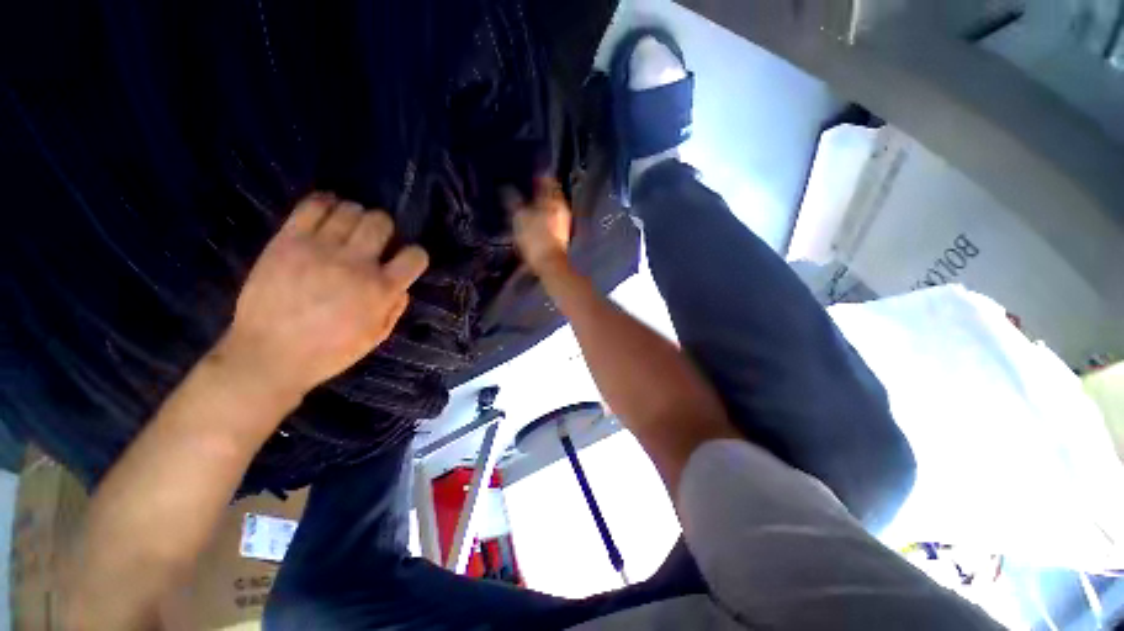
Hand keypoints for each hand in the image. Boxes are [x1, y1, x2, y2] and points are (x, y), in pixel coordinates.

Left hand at [219, 193, 428, 397]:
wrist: (268, 355)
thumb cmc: (329, 352)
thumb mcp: (376, 337)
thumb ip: (395, 308)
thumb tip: (401, 286)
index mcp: (381, 289)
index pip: (415, 255)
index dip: (414, 255)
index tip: (404, 260)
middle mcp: (356, 263)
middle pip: (381, 221)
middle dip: (384, 228)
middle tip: (374, 241)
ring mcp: (320, 249)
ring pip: (349, 209)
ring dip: (355, 216)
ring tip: (347, 229)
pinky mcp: (288, 240)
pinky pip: (312, 205)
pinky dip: (325, 203)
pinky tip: (327, 213)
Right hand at [507, 177, 571, 272]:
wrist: (549, 265)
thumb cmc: (536, 239)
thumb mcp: (519, 218)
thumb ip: (513, 201)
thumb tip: (506, 189)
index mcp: (553, 200)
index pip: (547, 180)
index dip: (538, 176)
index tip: (529, 174)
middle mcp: (561, 209)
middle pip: (550, 195)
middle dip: (539, 192)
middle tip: (526, 189)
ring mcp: (563, 223)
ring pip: (551, 208)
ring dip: (540, 206)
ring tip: (527, 207)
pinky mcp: (561, 236)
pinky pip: (550, 221)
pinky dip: (542, 219)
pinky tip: (533, 223)